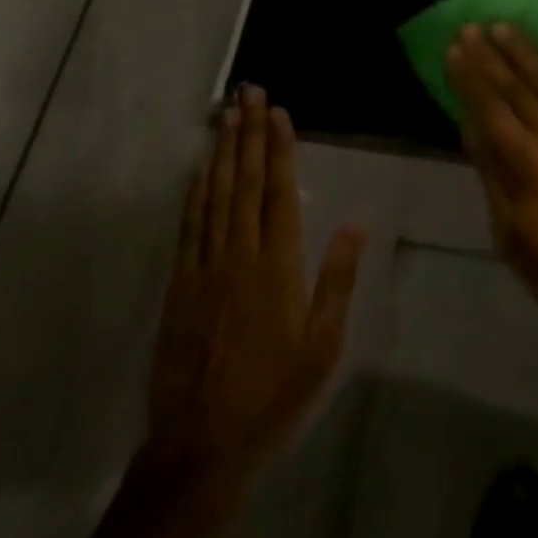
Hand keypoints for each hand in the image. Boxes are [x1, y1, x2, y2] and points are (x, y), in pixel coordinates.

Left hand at [142, 86, 364, 494]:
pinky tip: (200, 167)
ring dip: (223, 150)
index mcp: (278, 264)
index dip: (280, 147)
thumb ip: (338, 279)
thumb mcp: (323, 345)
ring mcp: (206, 265)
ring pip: (216, 194)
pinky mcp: (180, 283)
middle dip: (249, 133)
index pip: (280, 190)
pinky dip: (195, 190)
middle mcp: (241, 253)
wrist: (201, 445)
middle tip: (249, 92)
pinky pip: (189, 224)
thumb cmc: (274, 392)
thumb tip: (357, 221)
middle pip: (246, 180)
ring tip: (227, 113)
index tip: (278, 111)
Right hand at [446, 24, 537, 339]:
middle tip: (471, 27)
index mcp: (524, 160)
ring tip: (505, 27)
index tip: (454, 48)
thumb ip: (492, 177)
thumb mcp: (513, 237)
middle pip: (515, 88)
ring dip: (526, 52)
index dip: (469, 77)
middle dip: (489, 56)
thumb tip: (471, 128)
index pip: (489, 108)